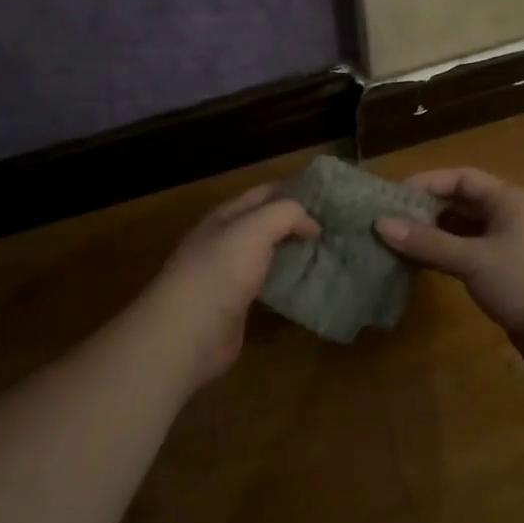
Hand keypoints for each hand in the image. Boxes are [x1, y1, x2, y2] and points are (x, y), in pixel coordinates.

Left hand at [136, 183, 318, 387]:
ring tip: (328, 254)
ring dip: (293, 253)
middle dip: (296, 223)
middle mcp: (225, 241)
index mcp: (224, 217)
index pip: (263, 193)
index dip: (294, 190)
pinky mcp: (236, 305)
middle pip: (265, 224)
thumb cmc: (220, 271)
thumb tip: (312, 223)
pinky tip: (308, 285)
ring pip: (267, 255)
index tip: (328, 198)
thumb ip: (285, 214)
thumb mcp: (254, 229)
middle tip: (334, 227)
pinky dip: (286, 282)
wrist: (188, 332)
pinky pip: (267, 285)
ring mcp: (229, 275)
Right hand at [375, 167, 523, 373]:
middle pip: (462, 204)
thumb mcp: (473, 259)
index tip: (391, 197)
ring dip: (434, 236)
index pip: (461, 178)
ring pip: (466, 232)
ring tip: (396, 244)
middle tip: (387, 222)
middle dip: (426, 211)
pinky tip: (422, 266)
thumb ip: (427, 242)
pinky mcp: (511, 275)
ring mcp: (513, 247)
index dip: (427, 183)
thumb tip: (380, 224)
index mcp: (510, 200)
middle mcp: (512, 217)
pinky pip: (472, 256)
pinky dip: (447, 257)